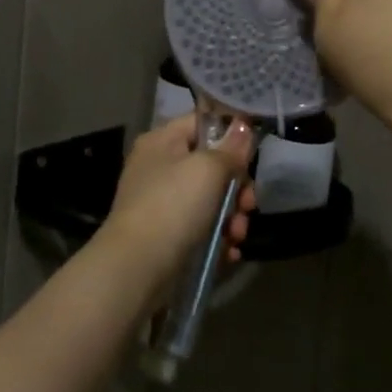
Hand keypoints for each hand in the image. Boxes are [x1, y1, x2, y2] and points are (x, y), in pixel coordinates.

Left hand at [97, 114, 257, 293]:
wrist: (137, 268)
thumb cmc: (173, 206)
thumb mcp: (208, 169)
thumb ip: (231, 148)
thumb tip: (243, 125)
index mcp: (162, 141)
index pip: (201, 123)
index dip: (230, 133)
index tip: (254, 153)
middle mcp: (159, 168)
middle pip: (211, 166)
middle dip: (237, 187)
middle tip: (248, 205)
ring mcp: (162, 203)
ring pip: (210, 201)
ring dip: (232, 217)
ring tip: (237, 235)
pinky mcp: (167, 236)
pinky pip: (201, 229)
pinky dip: (218, 239)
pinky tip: (229, 252)